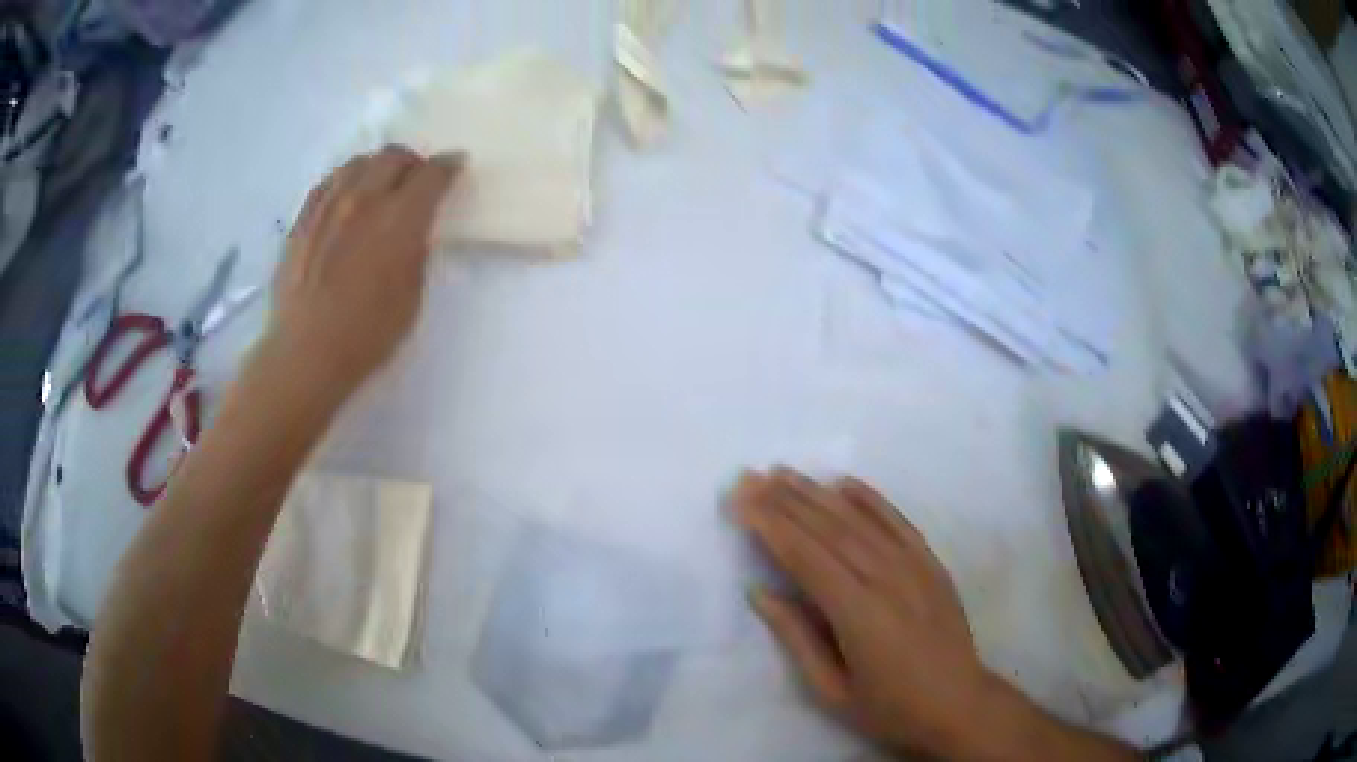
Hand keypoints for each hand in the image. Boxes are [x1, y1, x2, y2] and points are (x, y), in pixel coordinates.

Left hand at [267, 145, 463, 394]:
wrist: (306, 354)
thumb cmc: (367, 335)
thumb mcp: (411, 296)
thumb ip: (415, 250)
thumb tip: (413, 229)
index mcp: (399, 219)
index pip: (432, 174)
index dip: (449, 166)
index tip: (455, 166)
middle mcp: (364, 199)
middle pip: (393, 156)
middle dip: (412, 162)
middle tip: (416, 180)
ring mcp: (328, 206)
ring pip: (358, 162)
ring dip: (377, 167)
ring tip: (379, 186)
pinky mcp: (302, 219)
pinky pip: (328, 182)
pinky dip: (344, 181)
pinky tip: (345, 198)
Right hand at [733, 469, 995, 757]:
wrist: (958, 705)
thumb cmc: (889, 708)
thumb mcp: (831, 690)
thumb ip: (796, 638)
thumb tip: (759, 592)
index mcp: (858, 614)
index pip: (806, 557)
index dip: (770, 527)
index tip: (741, 501)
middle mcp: (886, 579)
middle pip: (829, 530)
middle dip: (785, 501)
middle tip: (750, 478)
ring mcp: (914, 566)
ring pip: (859, 520)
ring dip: (818, 493)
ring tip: (784, 473)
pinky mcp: (931, 563)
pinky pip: (898, 522)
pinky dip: (870, 499)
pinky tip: (845, 483)